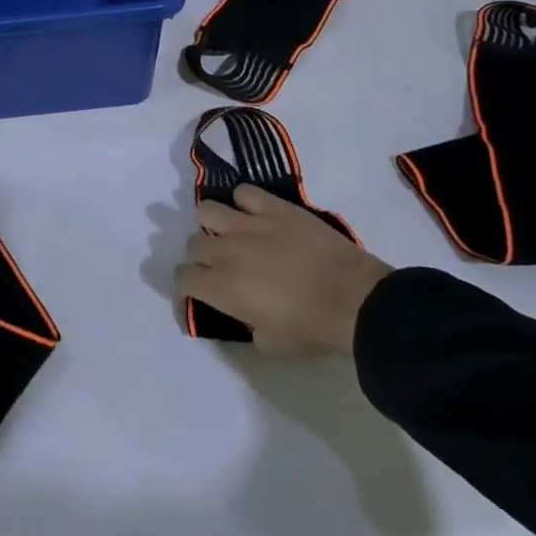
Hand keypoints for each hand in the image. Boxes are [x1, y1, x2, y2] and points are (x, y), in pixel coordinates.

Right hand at [175, 185, 391, 355]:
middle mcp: (227, 250)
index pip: (182, 278)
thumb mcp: (270, 343)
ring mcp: (250, 224)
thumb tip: (244, 311)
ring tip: (230, 234)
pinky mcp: (275, 207)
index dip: (184, 289)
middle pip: (193, 244)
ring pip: (207, 210)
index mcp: (222, 287)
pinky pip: (244, 192)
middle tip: (220, 268)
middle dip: (200, 258)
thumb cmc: (312, 328)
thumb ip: (245, 323)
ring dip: (212, 225)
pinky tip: (255, 215)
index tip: (197, 296)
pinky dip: (244, 203)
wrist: (354, 299)